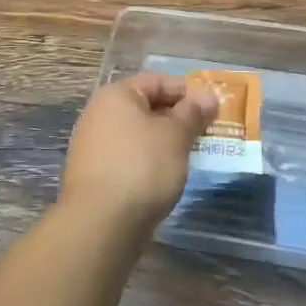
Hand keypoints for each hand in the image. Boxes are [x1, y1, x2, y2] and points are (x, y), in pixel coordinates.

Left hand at [60, 73, 217, 230]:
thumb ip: (193, 113)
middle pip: (146, 107)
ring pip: (138, 135)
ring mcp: (93, 147)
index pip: (157, 81)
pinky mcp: (95, 176)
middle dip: (178, 118)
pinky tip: (167, 176)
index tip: (213, 109)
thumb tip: (207, 97)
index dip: (188, 92)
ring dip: (165, 142)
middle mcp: (99, 115)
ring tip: (191, 155)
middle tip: (206, 133)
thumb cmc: (142, 167)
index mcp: (116, 96)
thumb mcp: (176, 135)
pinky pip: (129, 158)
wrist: (101, 223)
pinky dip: (150, 161)